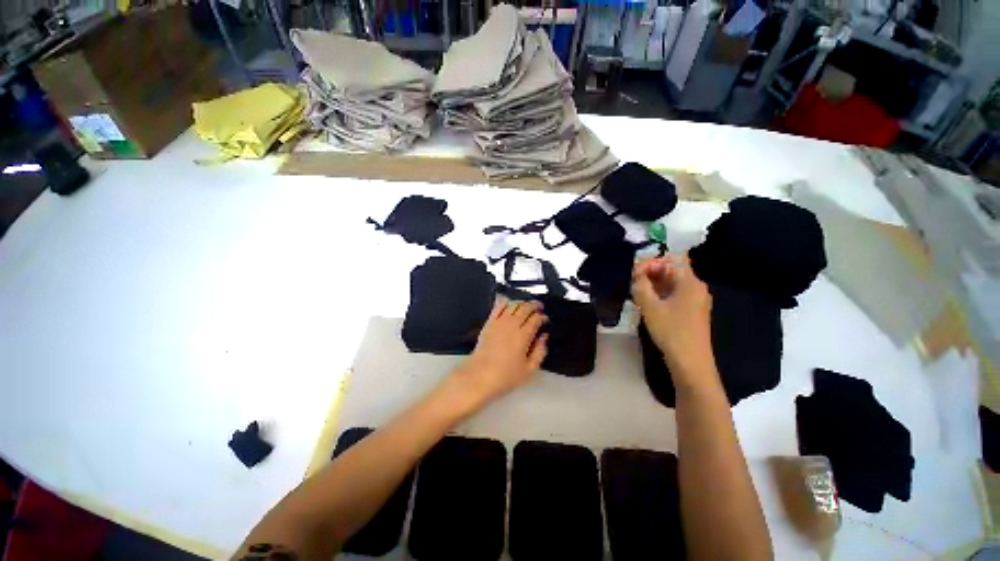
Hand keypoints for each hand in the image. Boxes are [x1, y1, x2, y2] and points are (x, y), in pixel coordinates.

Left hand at [447, 299, 547, 408]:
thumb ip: (540, 352)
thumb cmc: (506, 375)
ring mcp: (499, 322)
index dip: (543, 317)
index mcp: (524, 336)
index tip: (545, 319)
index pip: (536, 319)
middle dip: (535, 305)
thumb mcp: (529, 369)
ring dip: (522, 303)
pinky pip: (498, 306)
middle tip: (539, 307)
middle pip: (526, 308)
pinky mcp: (489, 322)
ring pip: (513, 304)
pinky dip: (506, 302)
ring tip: (526, 305)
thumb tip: (544, 337)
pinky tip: (509, 304)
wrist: (480, 375)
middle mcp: (512, 325)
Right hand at [631, 255, 716, 383]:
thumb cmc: (671, 331)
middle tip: (633, 283)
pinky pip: (675, 294)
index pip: (673, 258)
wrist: (690, 362)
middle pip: (673, 269)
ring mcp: (695, 300)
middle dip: (651, 272)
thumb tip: (637, 273)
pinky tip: (647, 303)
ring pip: (672, 282)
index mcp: (690, 282)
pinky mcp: (692, 311)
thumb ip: (641, 285)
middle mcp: (696, 287)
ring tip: (637, 293)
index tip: (636, 273)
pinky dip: (660, 294)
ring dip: (654, 284)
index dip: (654, 260)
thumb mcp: (650, 306)